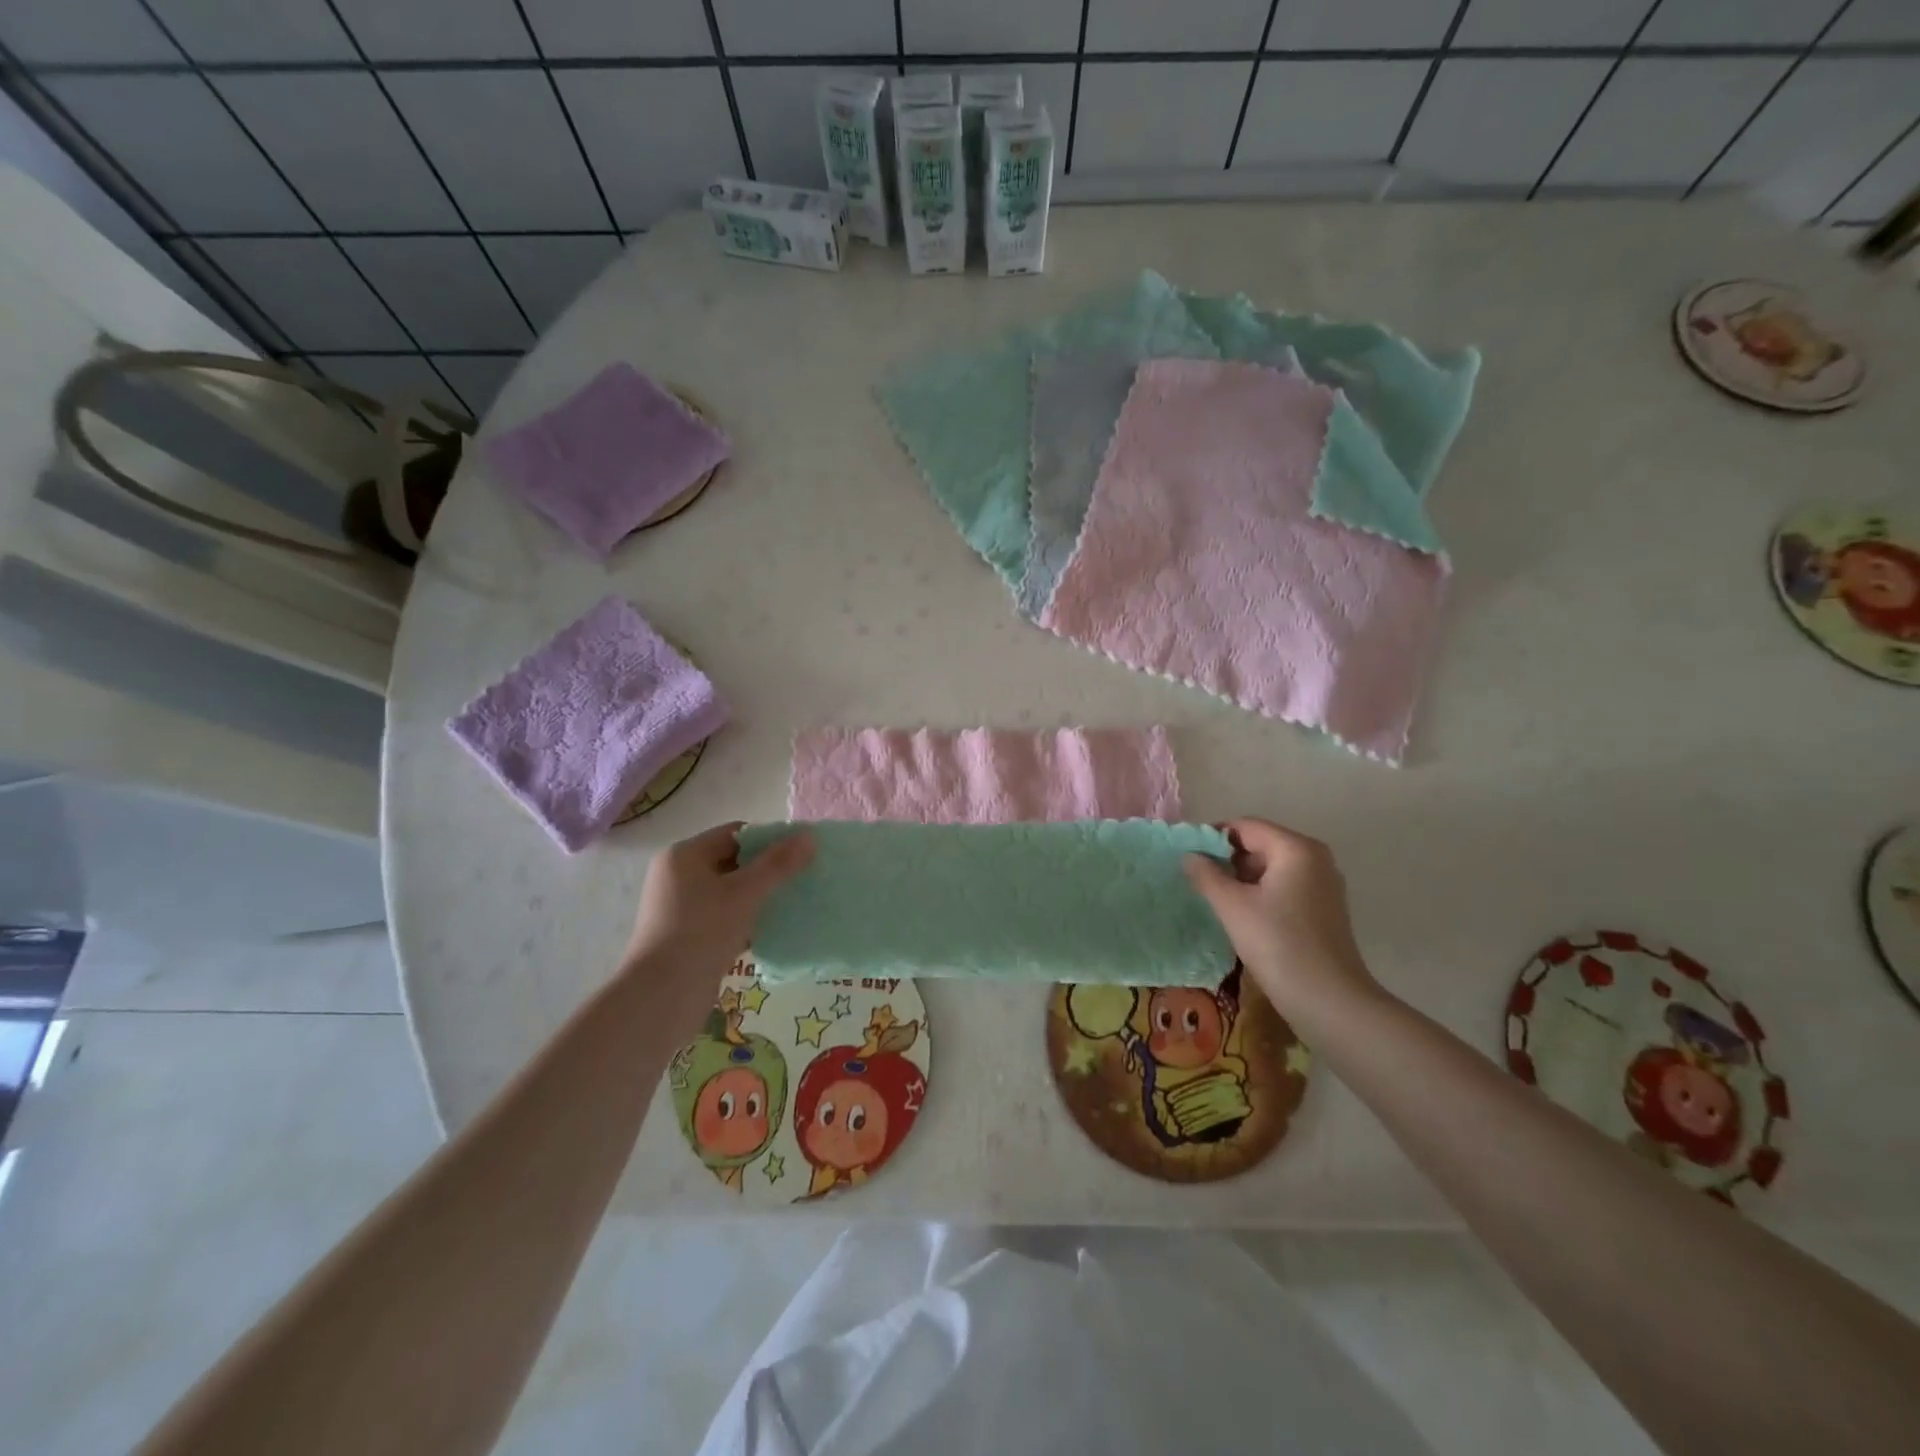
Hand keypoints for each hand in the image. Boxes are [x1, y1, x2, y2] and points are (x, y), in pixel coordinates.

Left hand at [623, 822, 814, 989]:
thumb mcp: (745, 893)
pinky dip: (744, 920)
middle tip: (799, 880)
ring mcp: (678, 909)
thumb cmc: (702, 932)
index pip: (735, 834)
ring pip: (728, 892)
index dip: (769, 841)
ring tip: (790, 904)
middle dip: (766, 870)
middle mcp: (676, 877)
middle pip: (732, 862)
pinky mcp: (684, 937)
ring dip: (757, 897)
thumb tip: (810, 836)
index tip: (799, 855)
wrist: (661, 997)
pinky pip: (722, 918)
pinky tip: (769, 931)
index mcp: (684, 856)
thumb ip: (779, 864)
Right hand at [1185, 818, 1376, 1017]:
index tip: (1186, 856)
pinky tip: (1240, 915)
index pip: (1245, 826)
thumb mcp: (1233, 906)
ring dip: (1241, 878)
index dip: (1212, 837)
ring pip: (1271, 868)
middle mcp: (1315, 858)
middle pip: (1260, 844)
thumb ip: (1206, 875)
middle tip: (1196, 879)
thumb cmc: (1278, 945)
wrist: (1329, 1001)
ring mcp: (1323, 885)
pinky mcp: (1324, 909)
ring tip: (1213, 898)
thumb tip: (1189, 856)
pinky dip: (1260, 893)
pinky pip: (1284, 887)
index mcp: (1296, 849)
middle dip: (1227, 858)